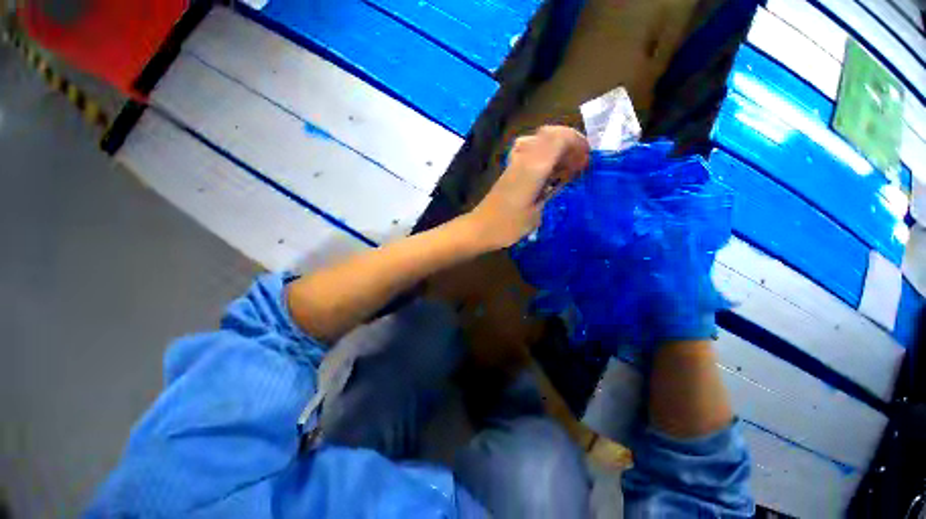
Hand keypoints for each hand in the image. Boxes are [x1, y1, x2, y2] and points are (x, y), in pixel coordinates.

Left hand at [466, 126, 589, 249]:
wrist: (480, 228)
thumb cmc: (508, 226)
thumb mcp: (537, 214)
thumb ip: (552, 192)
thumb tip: (565, 179)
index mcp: (534, 168)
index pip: (560, 138)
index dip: (578, 144)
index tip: (586, 160)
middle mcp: (524, 159)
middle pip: (550, 133)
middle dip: (569, 141)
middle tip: (578, 161)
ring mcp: (514, 163)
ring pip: (539, 139)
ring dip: (556, 146)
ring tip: (565, 165)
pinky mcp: (509, 170)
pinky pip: (529, 150)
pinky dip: (543, 154)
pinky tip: (547, 171)